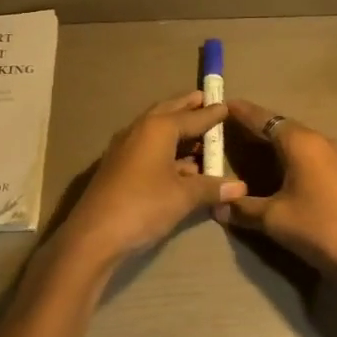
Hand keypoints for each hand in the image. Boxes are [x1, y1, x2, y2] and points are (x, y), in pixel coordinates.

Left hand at [55, 92, 244, 269]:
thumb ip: (211, 187)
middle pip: (168, 113)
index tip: (226, 106)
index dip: (211, 114)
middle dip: (188, 108)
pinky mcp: (118, 166)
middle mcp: (139, 130)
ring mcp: (125, 147)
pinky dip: (165, 148)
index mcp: (158, 128)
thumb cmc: (144, 206)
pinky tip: (180, 164)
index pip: (191, 116)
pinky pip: (147, 147)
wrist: (95, 234)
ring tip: (197, 132)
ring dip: (176, 129)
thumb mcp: (183, 197)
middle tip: (206, 102)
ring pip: (156, 130)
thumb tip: (241, 187)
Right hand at [220, 98, 336, 293]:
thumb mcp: (273, 219)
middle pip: (282, 126)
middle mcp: (321, 140)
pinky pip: (313, 154)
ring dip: (276, 141)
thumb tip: (217, 205)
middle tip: (230, 128)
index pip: (264, 118)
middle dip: (257, 126)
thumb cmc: (319, 228)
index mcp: (301, 142)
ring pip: (300, 140)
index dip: (241, 112)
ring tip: (253, 146)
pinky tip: (283, 168)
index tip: (221, 105)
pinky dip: (293, 155)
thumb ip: (242, 208)